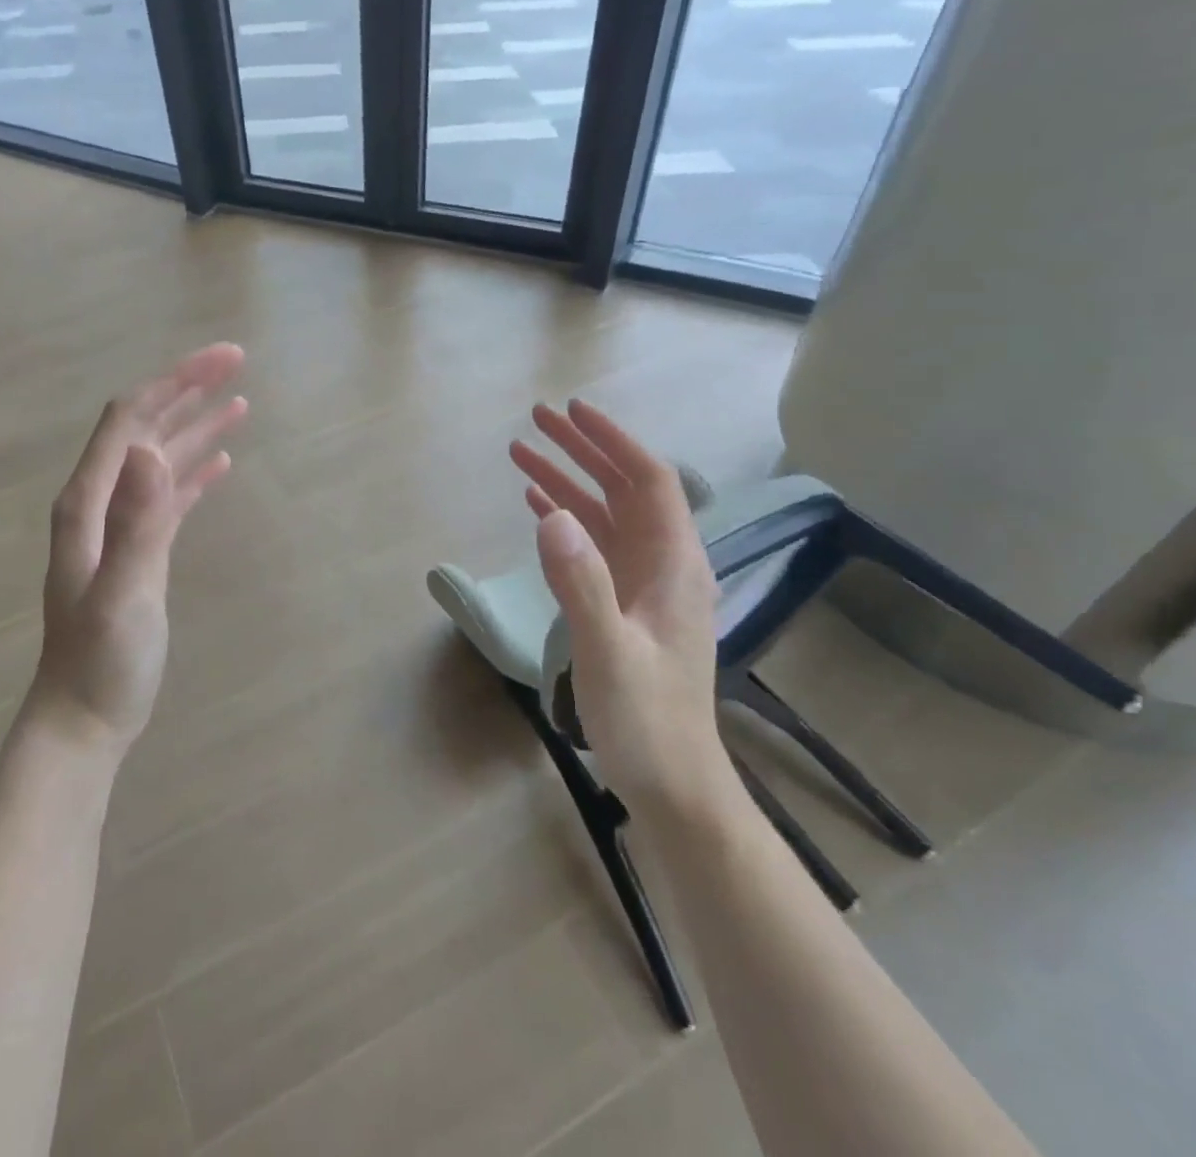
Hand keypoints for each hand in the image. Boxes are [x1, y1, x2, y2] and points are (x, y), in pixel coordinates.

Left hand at [33, 343, 247, 753]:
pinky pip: (171, 496)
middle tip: (238, 363)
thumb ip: (136, 524)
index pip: (131, 418)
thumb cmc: (100, 662)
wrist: (84, 717)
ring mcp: (122, 526)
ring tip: (240, 403)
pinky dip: (196, 471)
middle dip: (189, 390)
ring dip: (197, 426)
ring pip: (161, 458)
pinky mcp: (142, 549)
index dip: (175, 381)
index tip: (223, 360)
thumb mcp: (122, 594)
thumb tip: (151, 450)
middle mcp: (102, 502)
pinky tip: (222, 461)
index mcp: (90, 501)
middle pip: (146, 427)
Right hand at [509, 401, 725, 810]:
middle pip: (624, 489)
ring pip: (605, 516)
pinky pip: (593, 547)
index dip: (613, 441)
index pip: (650, 481)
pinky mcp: (624, 605)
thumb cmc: (647, 720)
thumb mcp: (609, 650)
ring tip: (521, 453)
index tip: (573, 412)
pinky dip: (566, 519)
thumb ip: (582, 582)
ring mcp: (643, 585)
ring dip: (568, 481)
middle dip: (583, 451)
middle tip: (536, 420)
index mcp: (674, 565)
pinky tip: (538, 506)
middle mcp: (663, 564)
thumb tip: (550, 513)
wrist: (672, 784)